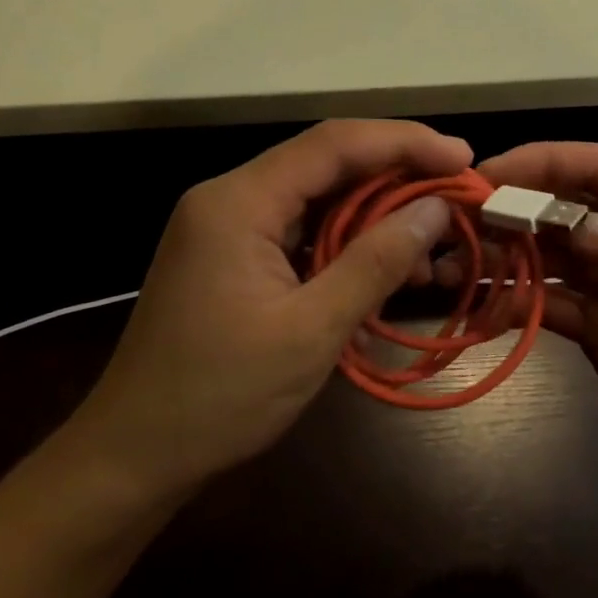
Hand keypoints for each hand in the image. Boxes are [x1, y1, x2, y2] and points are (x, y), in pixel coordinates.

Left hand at [73, 120, 467, 506]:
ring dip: (374, 216)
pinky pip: (299, 233)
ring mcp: (227, 229)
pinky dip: (345, 245)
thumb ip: (375, 262)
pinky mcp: (232, 259)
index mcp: (239, 202)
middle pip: (325, 164)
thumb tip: (434, 208)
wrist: (135, 455)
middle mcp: (229, 199)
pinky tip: (384, 270)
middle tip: (456, 196)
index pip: (333, 144)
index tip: (462, 158)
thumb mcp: (311, 330)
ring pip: (316, 200)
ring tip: (430, 244)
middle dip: (395, 177)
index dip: (404, 142)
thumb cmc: (221, 396)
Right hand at [476, 142, 597, 536]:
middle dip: (512, 208)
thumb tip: (568, 220)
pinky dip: (515, 303)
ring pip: (551, 259)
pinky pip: (551, 307)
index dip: (545, 161)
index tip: (486, 174)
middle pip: (565, 211)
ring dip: (505, 256)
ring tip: (452, 268)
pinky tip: (483, 309)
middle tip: (453, 225)